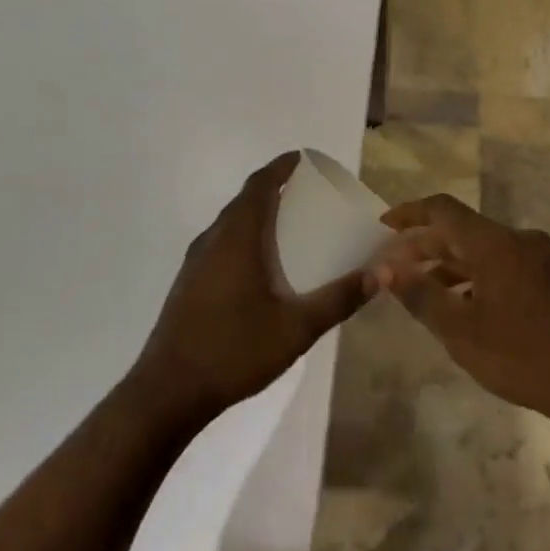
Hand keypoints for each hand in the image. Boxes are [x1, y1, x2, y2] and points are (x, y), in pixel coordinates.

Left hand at [129, 153, 367, 430]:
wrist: (168, 391)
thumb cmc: (234, 351)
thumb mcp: (296, 328)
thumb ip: (339, 299)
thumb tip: (381, 273)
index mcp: (236, 237)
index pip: (259, 185)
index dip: (280, 167)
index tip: (304, 159)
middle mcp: (212, 239)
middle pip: (244, 200)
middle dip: (273, 189)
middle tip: (307, 193)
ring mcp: (195, 261)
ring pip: (230, 222)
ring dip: (257, 213)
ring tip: (289, 224)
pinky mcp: (189, 282)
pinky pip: (221, 242)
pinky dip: (244, 236)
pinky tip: (261, 265)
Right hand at [371, 194, 549, 426]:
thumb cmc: (525, 358)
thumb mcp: (461, 332)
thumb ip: (420, 294)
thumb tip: (384, 267)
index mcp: (495, 243)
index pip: (443, 210)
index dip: (410, 213)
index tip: (383, 226)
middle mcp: (519, 240)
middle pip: (462, 230)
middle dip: (425, 245)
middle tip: (394, 268)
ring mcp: (541, 258)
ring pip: (484, 249)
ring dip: (450, 264)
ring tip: (422, 290)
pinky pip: (504, 264)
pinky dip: (476, 275)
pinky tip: (465, 306)